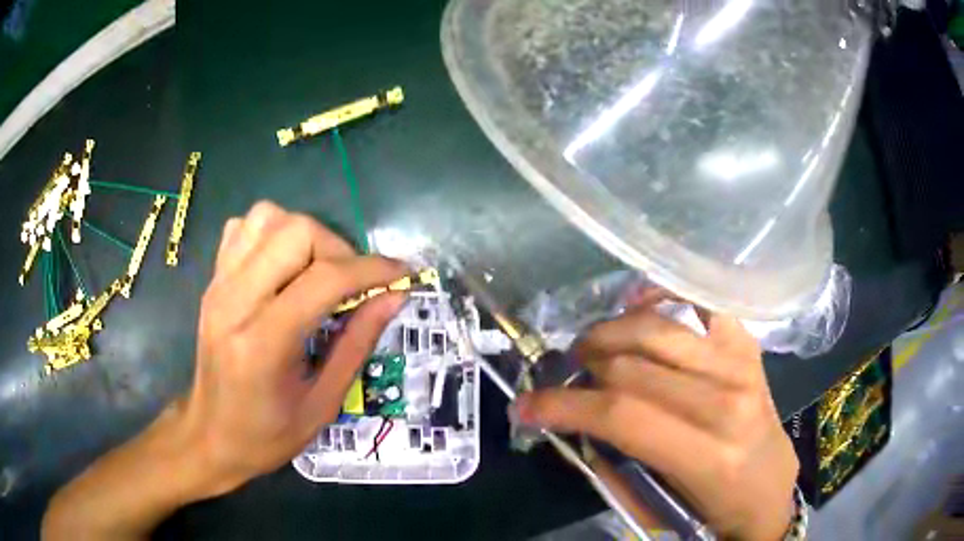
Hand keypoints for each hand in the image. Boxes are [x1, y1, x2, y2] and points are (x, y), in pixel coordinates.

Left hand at [175, 201, 407, 494]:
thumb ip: (358, 344)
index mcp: (264, 344)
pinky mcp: (212, 280)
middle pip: (296, 232)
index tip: (401, 274)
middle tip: (352, 284)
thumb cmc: (267, 434)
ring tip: (318, 271)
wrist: (210, 435)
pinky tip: (284, 266)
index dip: (372, 270)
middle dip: (338, 249)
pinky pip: (244, 228)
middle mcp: (235, 301)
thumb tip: (395, 297)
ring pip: (268, 217)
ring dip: (305, 235)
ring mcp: (219, 285)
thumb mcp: (323, 403)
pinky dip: (272, 233)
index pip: (325, 279)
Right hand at [516, 296, 798, 539]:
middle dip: (582, 369)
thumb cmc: (714, 507)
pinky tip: (638, 304)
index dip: (563, 406)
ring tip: (592, 349)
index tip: (525, 406)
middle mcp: (728, 400)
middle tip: (564, 378)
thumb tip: (573, 418)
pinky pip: (699, 302)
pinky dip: (663, 296)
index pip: (622, 415)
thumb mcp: (658, 505)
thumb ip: (613, 461)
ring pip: (658, 328)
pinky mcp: (747, 345)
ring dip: (610, 334)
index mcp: (708, 455)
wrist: (769, 486)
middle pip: (633, 366)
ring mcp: (741, 363)